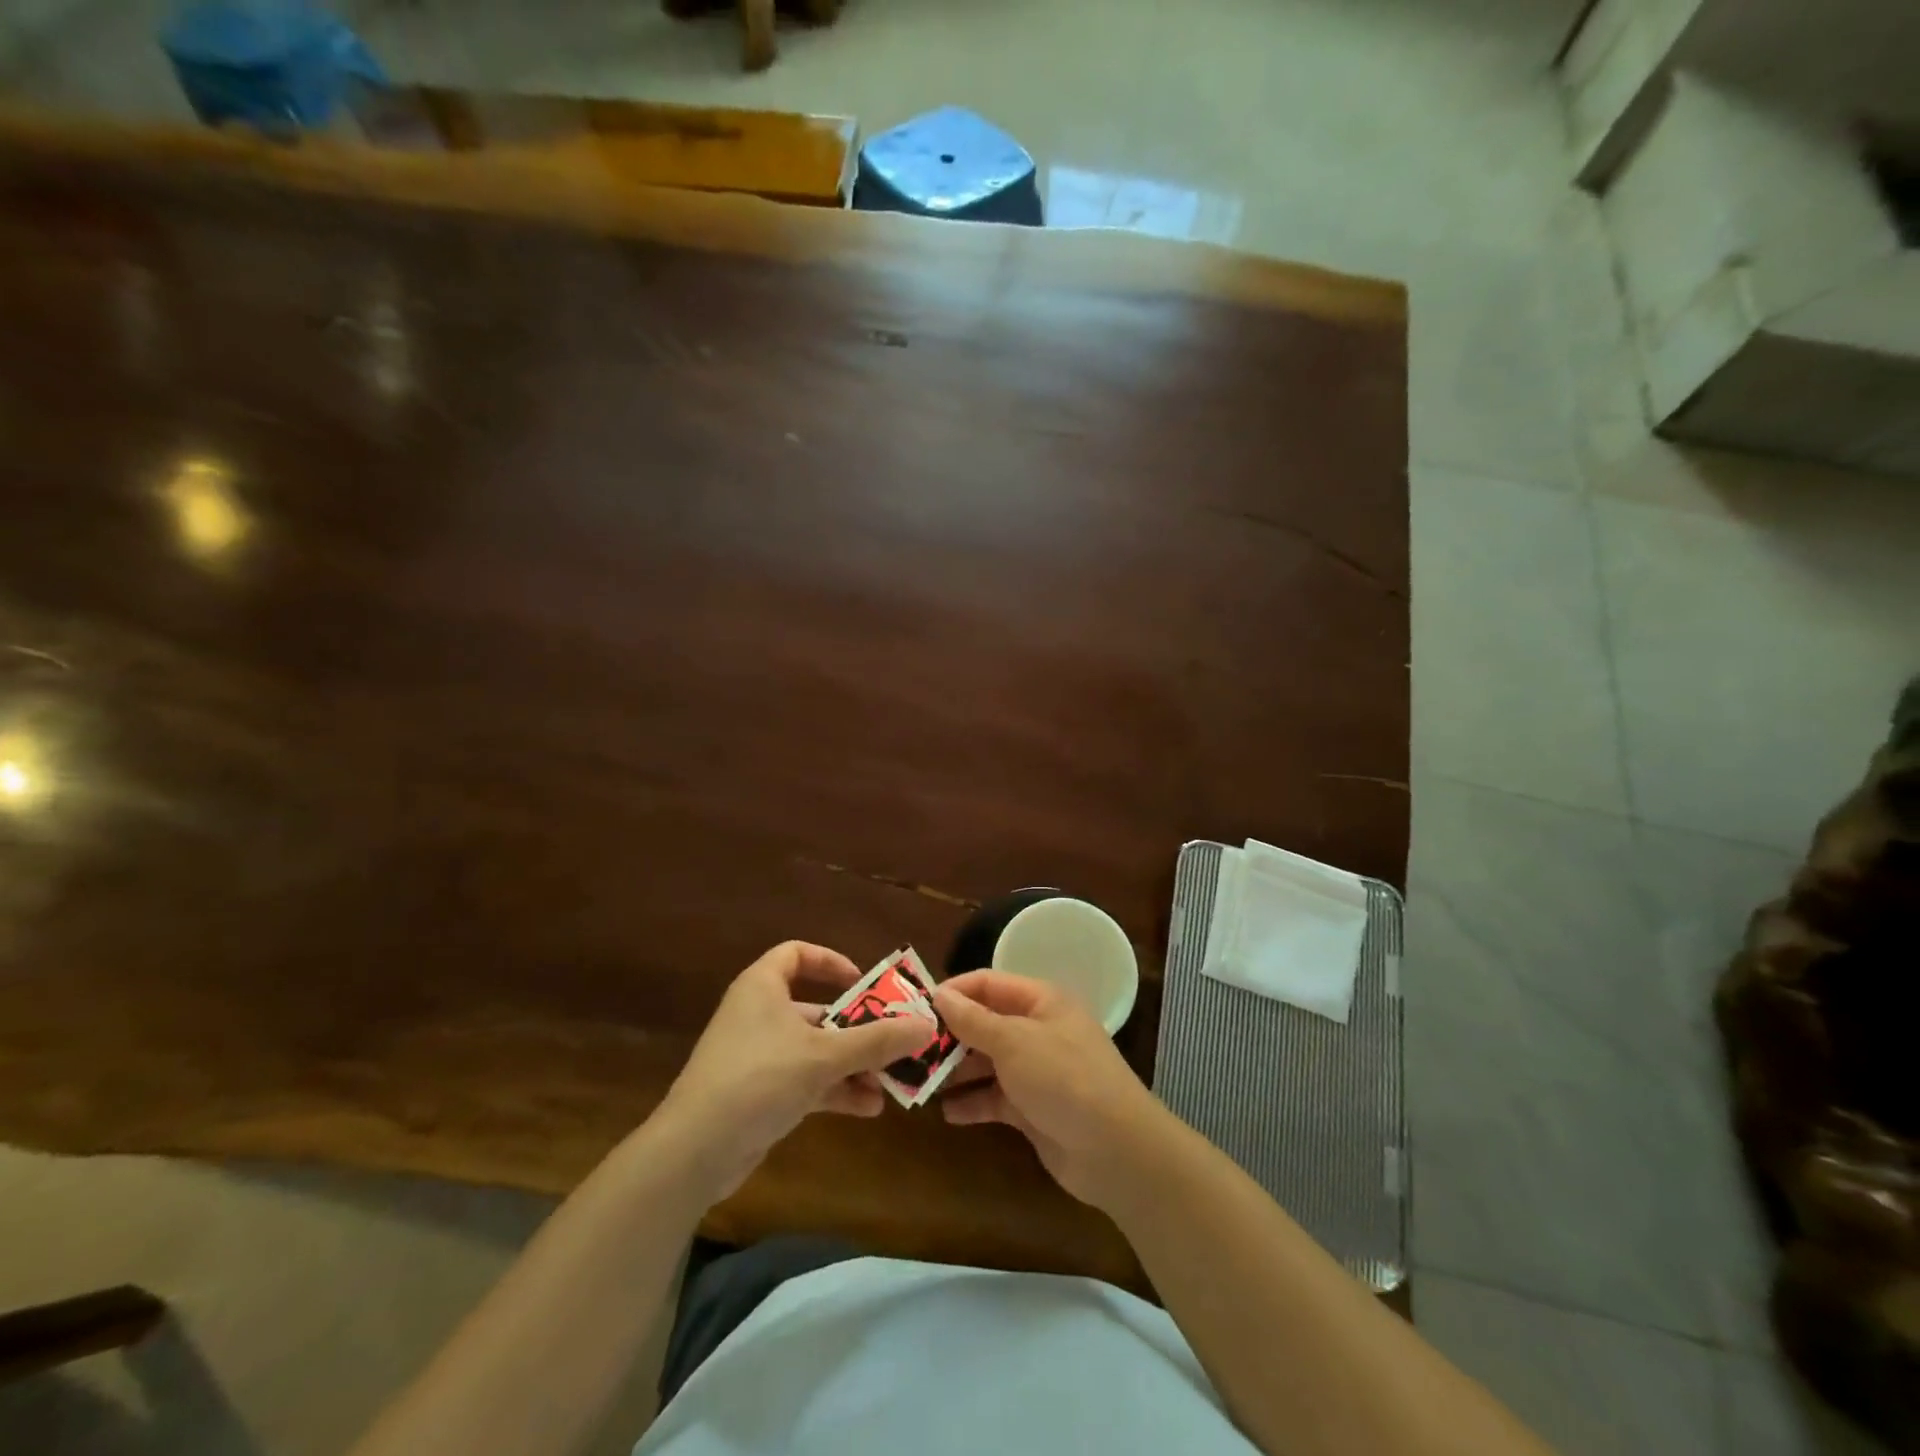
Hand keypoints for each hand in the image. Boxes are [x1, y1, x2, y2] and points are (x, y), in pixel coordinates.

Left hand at [658, 942, 934, 1197]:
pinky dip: (835, 1090)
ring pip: (816, 1050)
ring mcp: (758, 1057)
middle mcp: (760, 1015)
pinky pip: (806, 1081)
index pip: (797, 954)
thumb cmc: (758, 1079)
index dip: (831, 962)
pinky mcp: (759, 1094)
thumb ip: (877, 1041)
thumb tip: (927, 1024)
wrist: (693, 1152)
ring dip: (853, 1065)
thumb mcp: (824, 1056)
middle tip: (895, 1041)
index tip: (863, 983)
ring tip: (890, 1083)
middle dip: (858, 1029)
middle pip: (817, 1010)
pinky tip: (869, 1108)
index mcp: (764, 987)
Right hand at [933, 970, 1168, 1208]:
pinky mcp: (1032, 1109)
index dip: (953, 992)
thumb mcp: (1015, 1042)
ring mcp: (1035, 1070)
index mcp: (1040, 1001)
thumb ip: (974, 1020)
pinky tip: (946, 1112)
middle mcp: (1036, 1029)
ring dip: (955, 1070)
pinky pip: (993, 1098)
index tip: (915, 1007)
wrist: (1116, 1151)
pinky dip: (971, 1103)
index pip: (988, 984)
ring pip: (985, 1062)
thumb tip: (939, 994)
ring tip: (918, 1080)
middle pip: (984, 1023)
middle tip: (908, 1049)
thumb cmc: (1064, 1079)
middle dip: (948, 1035)